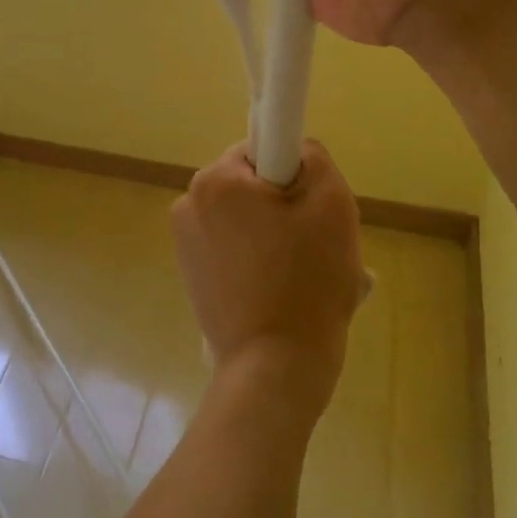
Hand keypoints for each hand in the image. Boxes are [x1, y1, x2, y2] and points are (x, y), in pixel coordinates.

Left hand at [170, 140, 364, 415]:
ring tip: (301, 275)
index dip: (293, 173)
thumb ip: (313, 157)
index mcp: (215, 180)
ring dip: (273, 235)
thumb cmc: (308, 280)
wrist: (274, 367)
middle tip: (315, 244)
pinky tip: (280, 292)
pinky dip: (257, 260)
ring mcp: (184, 243)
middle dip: (284, 206)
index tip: (310, 207)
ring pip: (244, 219)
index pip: (261, 149)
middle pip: (251, 185)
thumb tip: (295, 150)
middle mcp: (188, 203)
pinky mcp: (190, 276)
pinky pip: (232, 249)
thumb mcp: (332, 204)